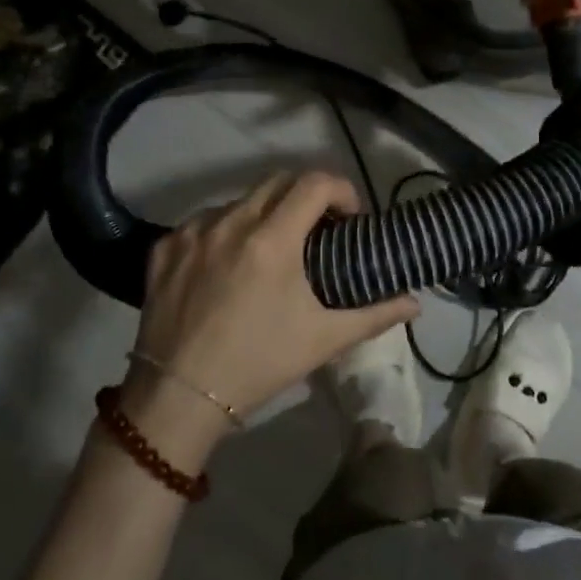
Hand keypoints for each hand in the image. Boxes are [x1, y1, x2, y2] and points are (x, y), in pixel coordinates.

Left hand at [129, 171, 418, 434]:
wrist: (178, 399)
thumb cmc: (258, 365)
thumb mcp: (323, 340)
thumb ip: (374, 315)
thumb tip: (416, 303)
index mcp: (272, 239)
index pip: (315, 183)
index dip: (341, 189)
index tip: (349, 216)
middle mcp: (231, 222)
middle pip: (278, 180)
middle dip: (305, 194)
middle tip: (317, 226)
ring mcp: (193, 232)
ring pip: (239, 200)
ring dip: (263, 211)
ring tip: (270, 246)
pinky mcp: (164, 248)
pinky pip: (202, 222)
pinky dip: (223, 230)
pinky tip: (226, 261)